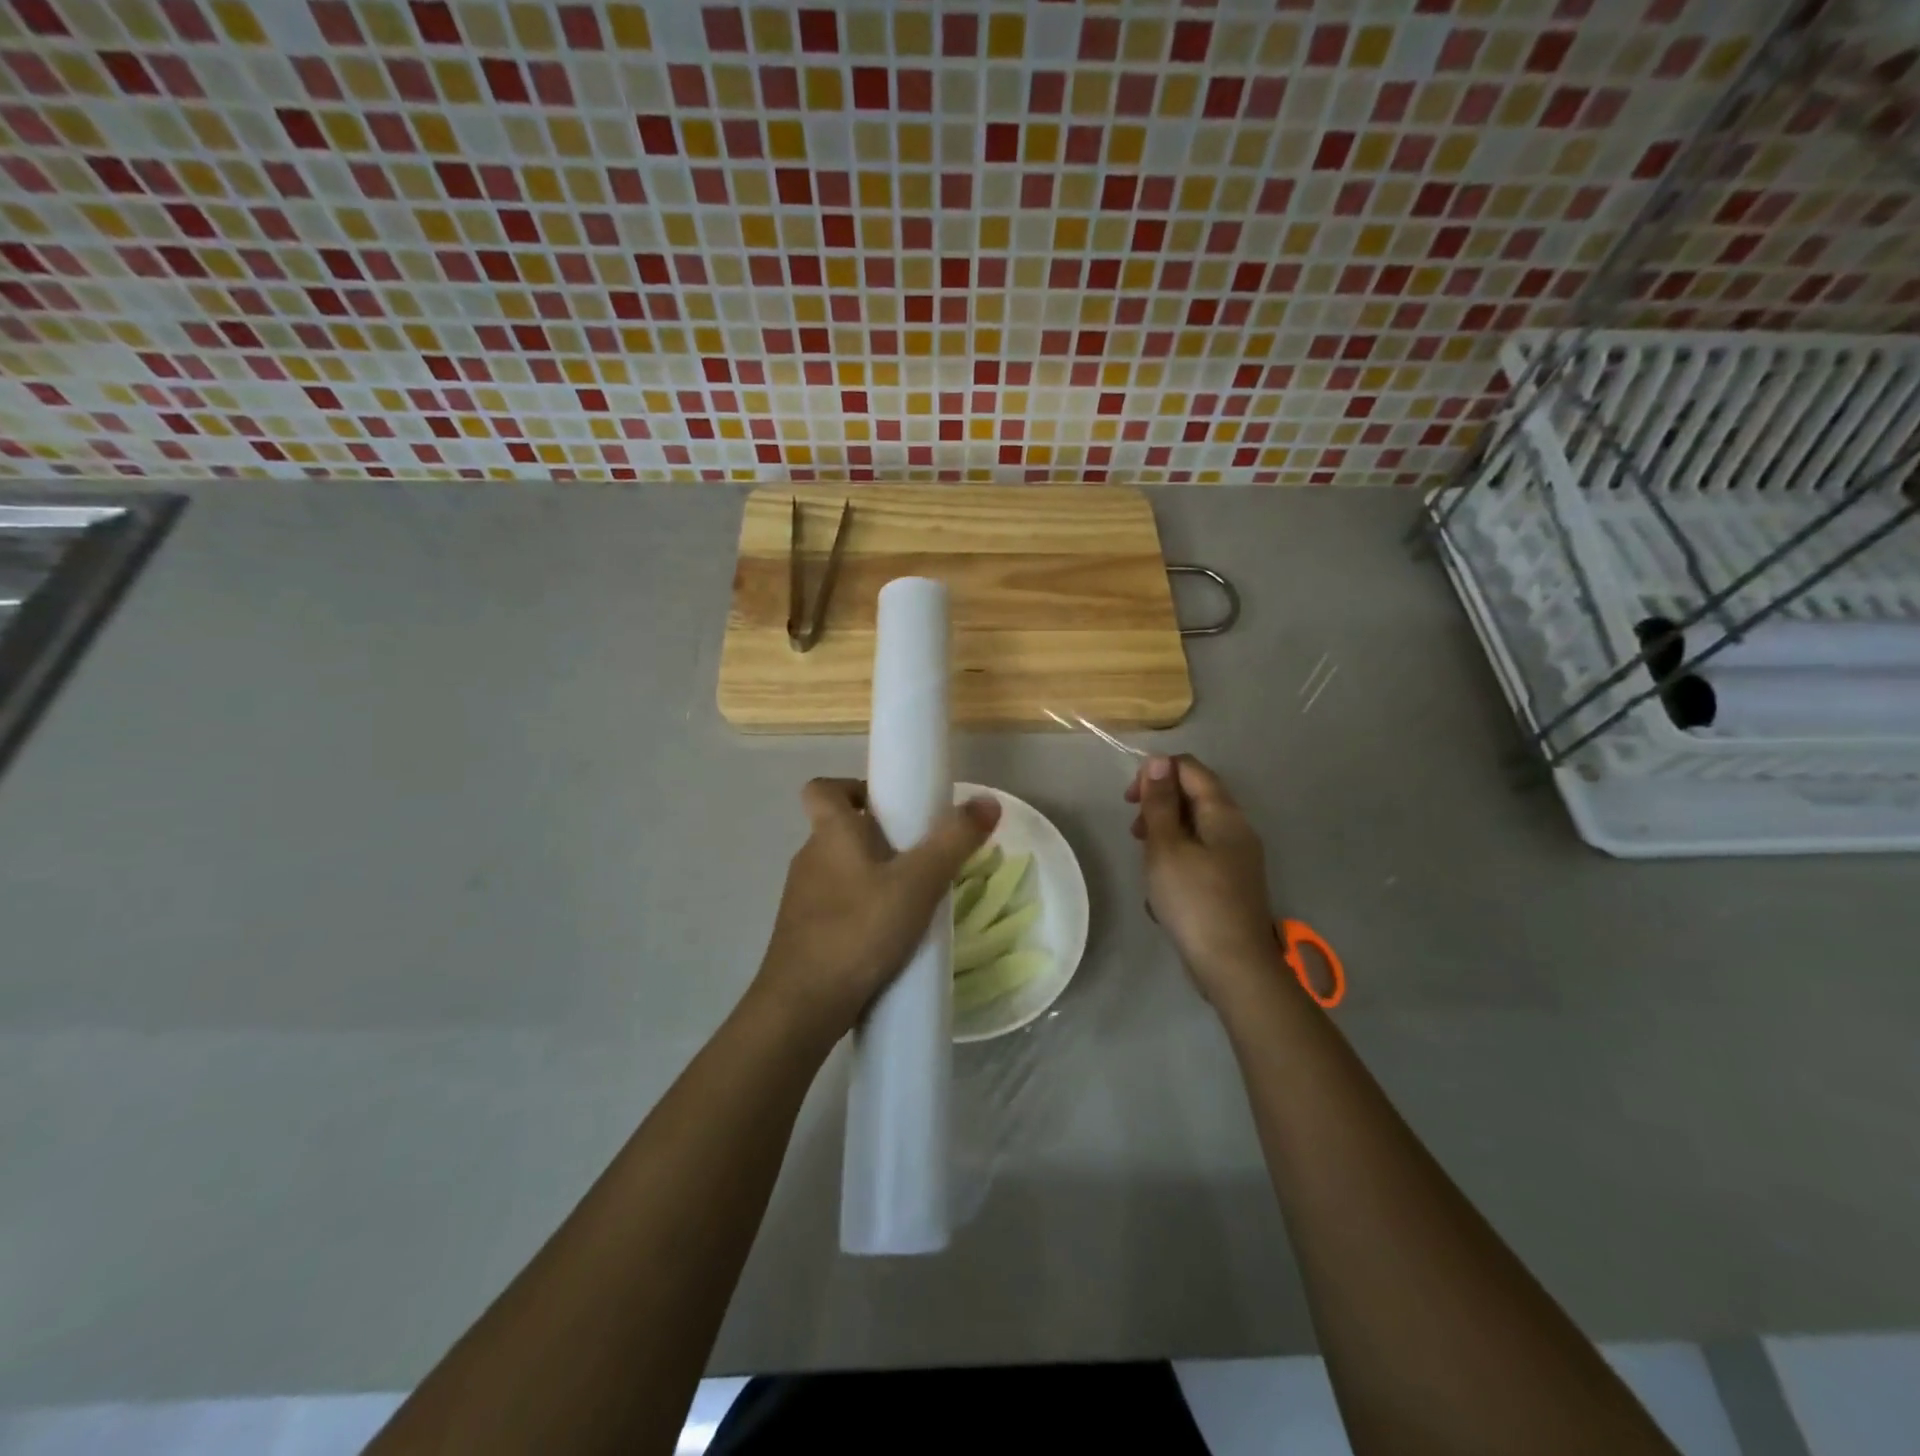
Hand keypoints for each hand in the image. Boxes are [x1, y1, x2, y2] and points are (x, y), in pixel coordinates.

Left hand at [754, 778, 999, 1046]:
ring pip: (840, 870)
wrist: (802, 1006)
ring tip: (912, 899)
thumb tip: (988, 800)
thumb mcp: (918, 883)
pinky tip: (890, 936)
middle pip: (839, 829)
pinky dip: (862, 909)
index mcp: (830, 833)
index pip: (822, 788)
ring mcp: (802, 898)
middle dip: (878, 836)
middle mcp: (809, 858)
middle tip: (920, 856)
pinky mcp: (803, 933)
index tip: (888, 805)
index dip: (851, 787)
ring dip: (873, 876)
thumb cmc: (859, 930)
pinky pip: (836, 905)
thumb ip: (954, 841)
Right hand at [1127, 755, 1278, 1005]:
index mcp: (1224, 813)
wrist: (1234, 965)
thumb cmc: (1194, 900)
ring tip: (1146, 865)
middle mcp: (1237, 828)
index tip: (1130, 800)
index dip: (1156, 773)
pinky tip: (1162, 892)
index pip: (1190, 768)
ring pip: (1194, 829)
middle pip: (1194, 796)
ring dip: (1164, 837)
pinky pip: (1200, 857)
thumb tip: (1158, 761)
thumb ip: (1159, 803)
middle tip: (1135, 834)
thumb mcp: (1166, 847)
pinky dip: (1177, 863)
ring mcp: (1237, 857)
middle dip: (1158, 807)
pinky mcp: (1232, 883)